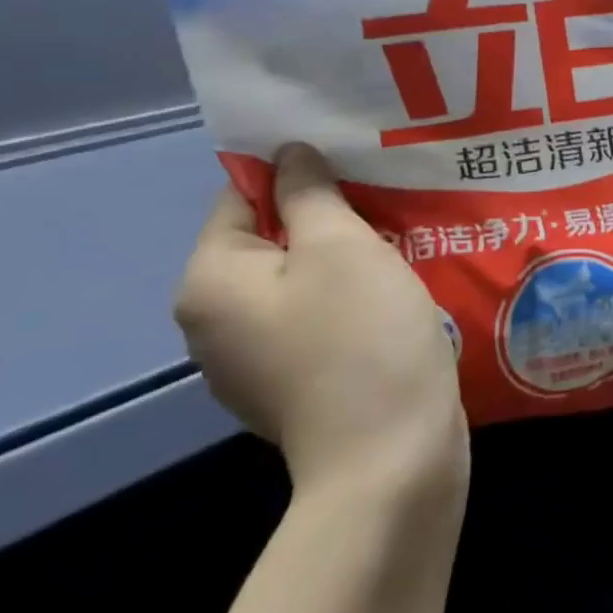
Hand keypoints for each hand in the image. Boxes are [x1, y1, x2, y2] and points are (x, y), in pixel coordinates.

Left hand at [175, 144, 468, 514]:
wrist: (390, 457)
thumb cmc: (361, 336)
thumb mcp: (341, 246)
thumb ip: (309, 193)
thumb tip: (288, 155)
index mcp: (211, 282)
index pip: (242, 197)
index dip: (298, 172)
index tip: (358, 165)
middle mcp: (215, 322)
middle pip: (271, 240)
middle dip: (328, 217)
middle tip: (389, 200)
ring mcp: (253, 361)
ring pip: (299, 281)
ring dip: (345, 258)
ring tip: (401, 240)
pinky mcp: (294, 386)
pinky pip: (316, 319)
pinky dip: (349, 299)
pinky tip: (394, 295)